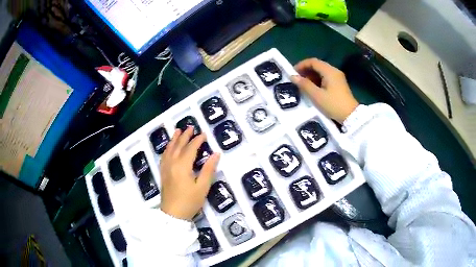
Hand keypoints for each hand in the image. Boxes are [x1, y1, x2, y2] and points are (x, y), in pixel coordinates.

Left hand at [159, 127, 219, 220]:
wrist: (173, 214)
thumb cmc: (190, 202)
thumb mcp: (202, 187)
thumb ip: (209, 169)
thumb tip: (216, 154)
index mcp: (182, 166)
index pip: (190, 148)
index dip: (197, 140)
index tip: (204, 134)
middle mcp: (172, 163)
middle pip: (178, 146)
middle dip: (185, 136)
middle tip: (191, 127)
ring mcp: (166, 168)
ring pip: (169, 149)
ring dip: (174, 139)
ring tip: (178, 130)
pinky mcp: (163, 173)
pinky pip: (164, 156)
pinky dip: (167, 148)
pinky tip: (169, 147)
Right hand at [291, 58, 358, 123]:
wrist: (351, 116)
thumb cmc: (333, 105)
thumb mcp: (317, 96)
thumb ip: (304, 85)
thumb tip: (293, 77)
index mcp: (329, 71)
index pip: (313, 61)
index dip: (301, 65)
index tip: (293, 73)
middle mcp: (334, 71)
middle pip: (317, 65)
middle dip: (306, 71)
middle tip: (297, 80)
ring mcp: (338, 77)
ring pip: (322, 72)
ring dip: (312, 76)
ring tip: (304, 85)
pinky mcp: (339, 84)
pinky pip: (326, 77)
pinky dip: (318, 80)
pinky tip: (313, 89)